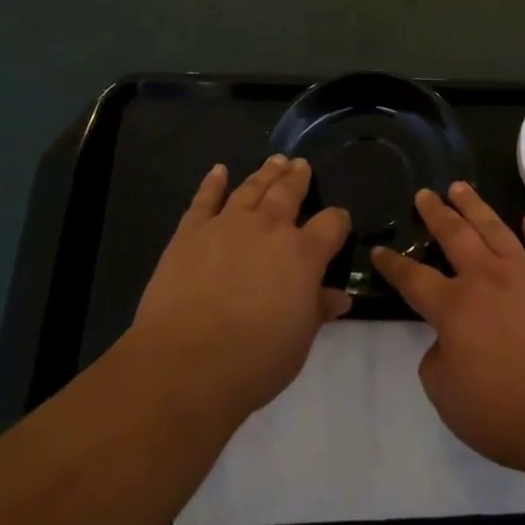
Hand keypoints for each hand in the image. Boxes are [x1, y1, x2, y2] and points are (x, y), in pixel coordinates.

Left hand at [132, 156, 351, 420]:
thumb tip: (339, 297)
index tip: (339, 222)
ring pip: (252, 188)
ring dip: (265, 173)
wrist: (185, 364)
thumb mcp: (298, 342)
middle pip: (289, 192)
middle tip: (301, 165)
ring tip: (275, 160)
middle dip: (298, 178)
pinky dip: (212, 183)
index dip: (338, 221)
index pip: (332, 224)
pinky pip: (205, 199)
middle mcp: (269, 228)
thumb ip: (318, 311)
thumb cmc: (253, 361)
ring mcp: (228, 225)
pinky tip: (218, 171)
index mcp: (303, 254)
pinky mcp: (191, 232)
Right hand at [371, 183, 524, 474]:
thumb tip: (443, 342)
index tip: (379, 250)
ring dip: (475, 206)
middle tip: (424, 193)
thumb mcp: (449, 399)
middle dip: (436, 213)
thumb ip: (436, 363)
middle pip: (455, 235)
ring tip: (461, 187)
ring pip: (494, 228)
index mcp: (454, 307)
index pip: (414, 279)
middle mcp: (487, 278)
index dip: (393, 265)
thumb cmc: (508, 412)